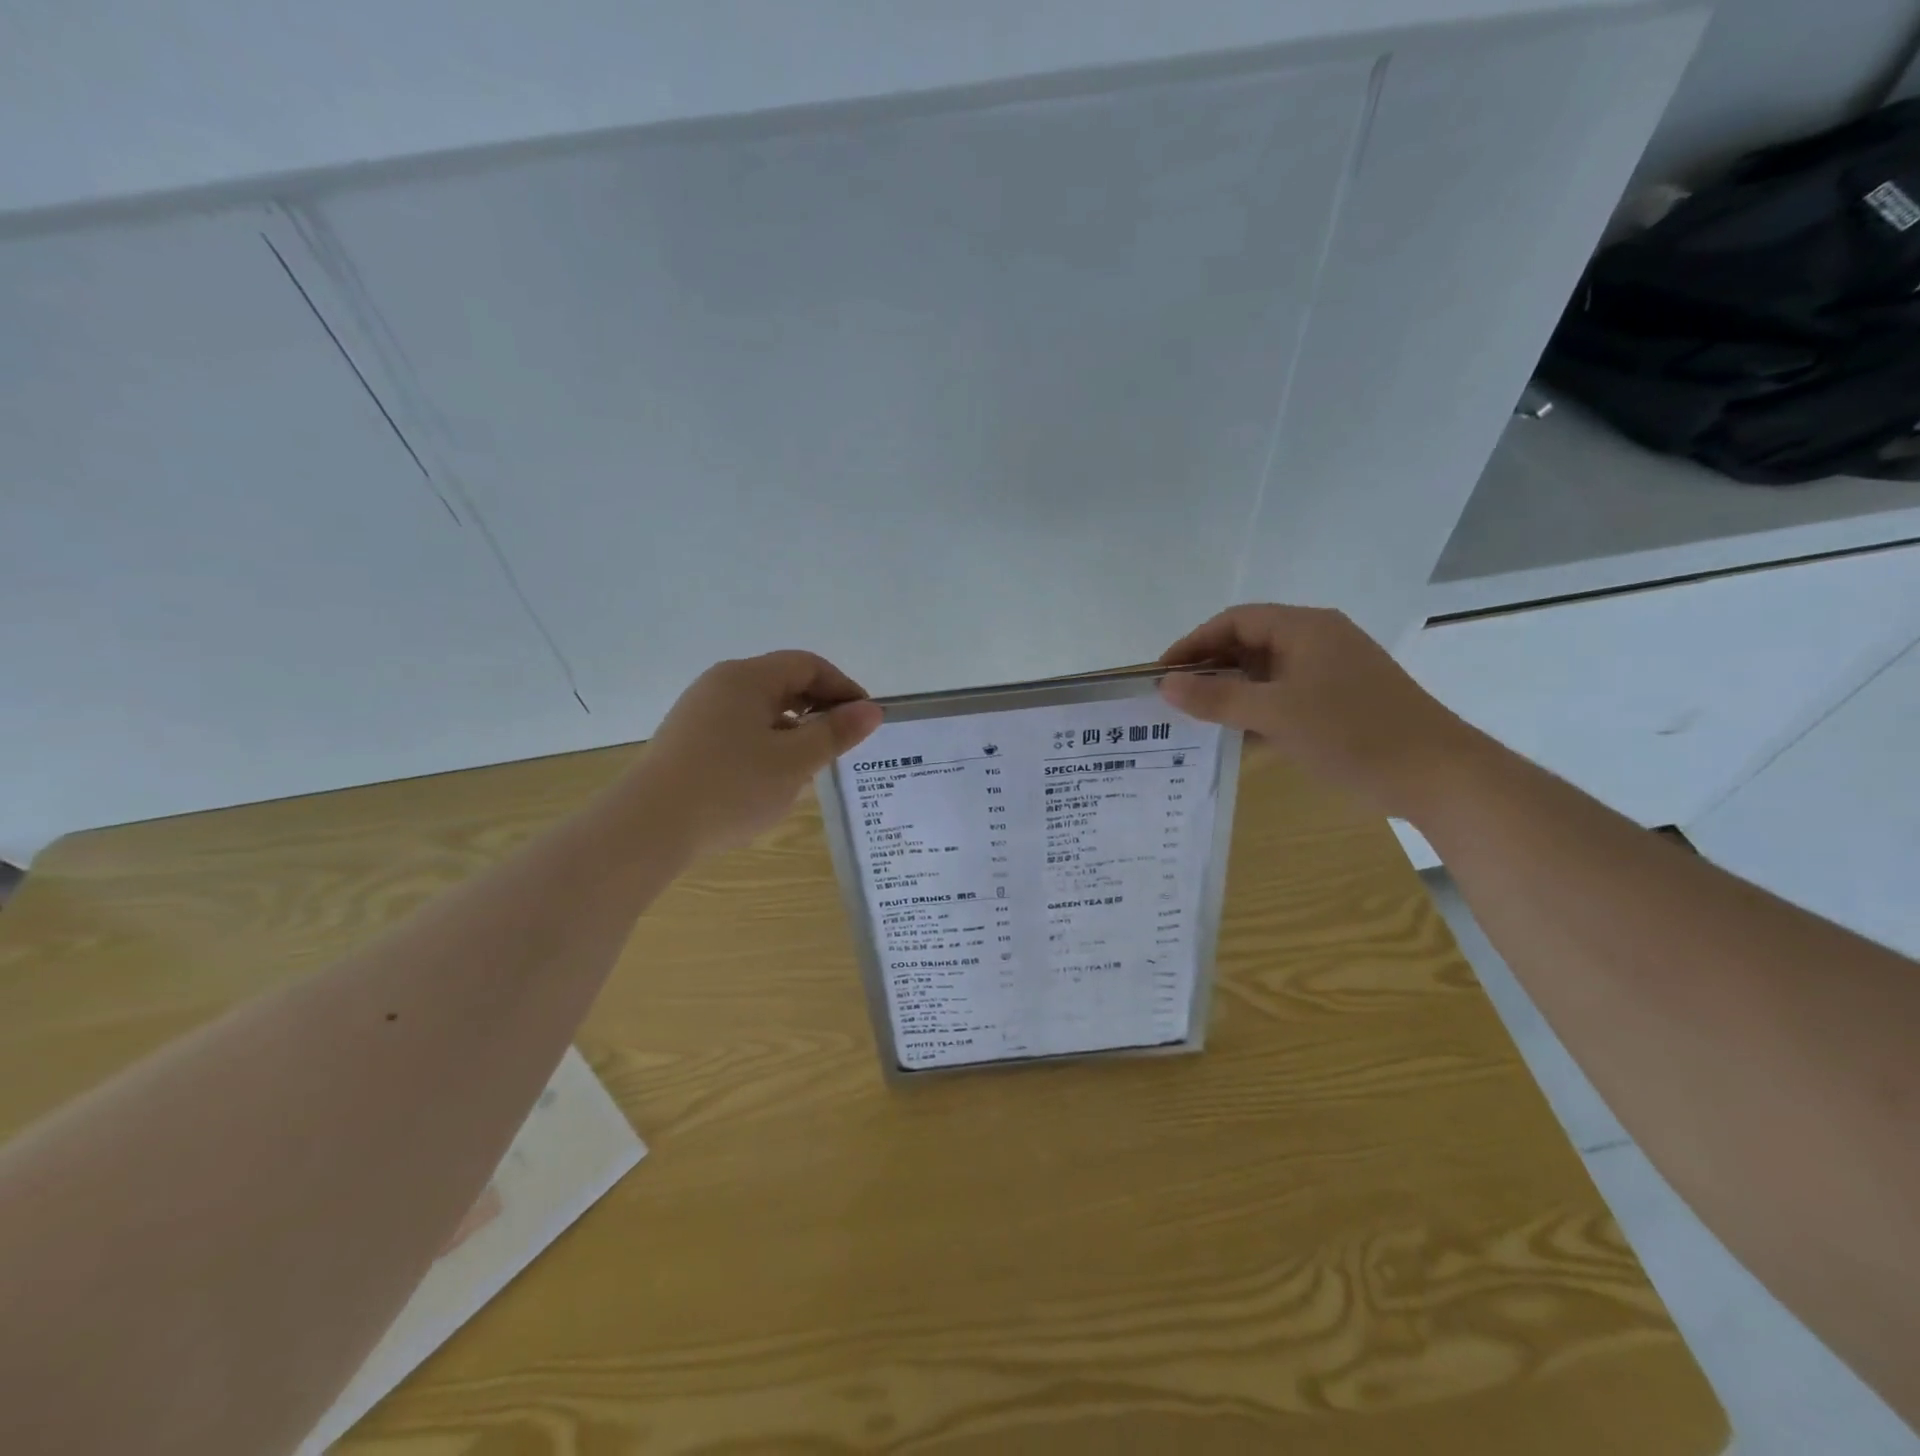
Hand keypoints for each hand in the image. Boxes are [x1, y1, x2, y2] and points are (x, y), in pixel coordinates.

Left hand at [635, 651, 883, 855]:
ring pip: (763, 710)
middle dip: (820, 710)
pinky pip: (741, 730)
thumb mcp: (794, 762)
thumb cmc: (731, 788)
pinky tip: (773, 779)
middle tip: (843, 744)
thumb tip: (871, 710)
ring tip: (812, 766)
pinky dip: (768, 745)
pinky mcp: (689, 740)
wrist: (648, 829)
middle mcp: (721, 685)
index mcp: (747, 678)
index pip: (807, 665)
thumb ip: (836, 733)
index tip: (865, 721)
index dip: (843, 688)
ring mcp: (700, 712)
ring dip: (795, 731)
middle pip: (784, 683)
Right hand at [1158, 604, 1482, 819]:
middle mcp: (1318, 640)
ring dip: (1233, 692)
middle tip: (1176, 699)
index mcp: (1305, 628)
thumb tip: (1165, 686)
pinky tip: (1239, 736)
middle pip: (1250, 643)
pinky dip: (1259, 709)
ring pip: (1267, 672)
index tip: (1163, 674)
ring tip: (1198, 719)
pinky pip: (1286, 695)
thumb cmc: (1352, 733)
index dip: (1194, 643)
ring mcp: (1333, 671)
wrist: (1437, 775)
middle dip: (1210, 668)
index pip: (1235, 621)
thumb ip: (1217, 699)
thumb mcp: (1276, 714)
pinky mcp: (1342, 700)